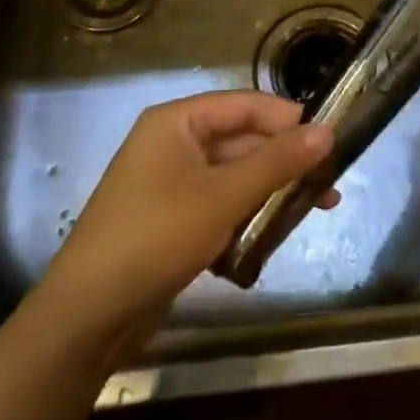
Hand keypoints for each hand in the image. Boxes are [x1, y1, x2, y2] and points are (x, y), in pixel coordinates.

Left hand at [37, 90, 333, 351]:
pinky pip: (219, 204)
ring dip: (270, 191)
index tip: (331, 138)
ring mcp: (170, 183)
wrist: (88, 315)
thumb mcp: (223, 196)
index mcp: (177, 122)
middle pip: (241, 140)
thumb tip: (327, 131)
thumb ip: (277, 162)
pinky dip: (245, 216)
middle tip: (330, 184)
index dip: (288, 118)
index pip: (245, 105)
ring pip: (234, 176)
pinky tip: (271, 238)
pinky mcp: (172, 219)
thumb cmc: (156, 237)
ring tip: (314, 211)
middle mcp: (173, 143)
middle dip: (284, 161)